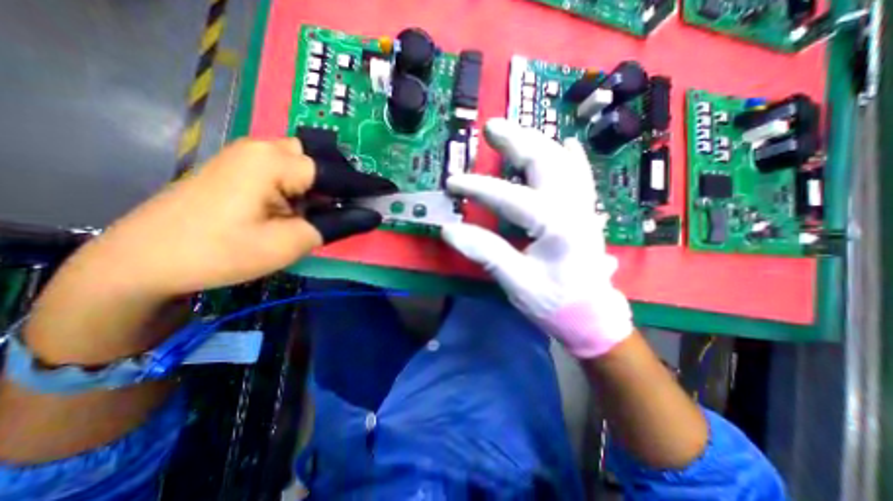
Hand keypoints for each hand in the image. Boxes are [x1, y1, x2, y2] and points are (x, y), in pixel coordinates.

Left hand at [65, 136, 393, 296]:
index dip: (367, 184)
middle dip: (345, 181)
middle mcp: (263, 148)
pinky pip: (288, 170)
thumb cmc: (222, 252)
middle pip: (322, 158)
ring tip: (333, 209)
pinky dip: (307, 187)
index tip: (391, 190)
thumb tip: (373, 215)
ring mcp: (249, 156)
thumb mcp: (291, 241)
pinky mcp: (241, 169)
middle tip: (357, 205)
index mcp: (275, 162)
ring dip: (325, 184)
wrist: (144, 261)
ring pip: (306, 163)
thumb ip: (338, 224)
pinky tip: (306, 206)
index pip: (336, 172)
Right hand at [442, 120, 630, 356]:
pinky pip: (580, 176)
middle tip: (491, 127)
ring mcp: (583, 206)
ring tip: (514, 131)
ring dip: (537, 142)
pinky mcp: (584, 212)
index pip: (511, 197)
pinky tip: (567, 143)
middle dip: (516, 142)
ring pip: (562, 162)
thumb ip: (486, 253)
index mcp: (557, 225)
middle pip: (545, 162)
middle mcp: (574, 207)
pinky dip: (572, 157)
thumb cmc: (556, 303)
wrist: (592, 316)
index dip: (478, 188)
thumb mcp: (518, 282)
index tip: (452, 183)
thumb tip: (449, 230)